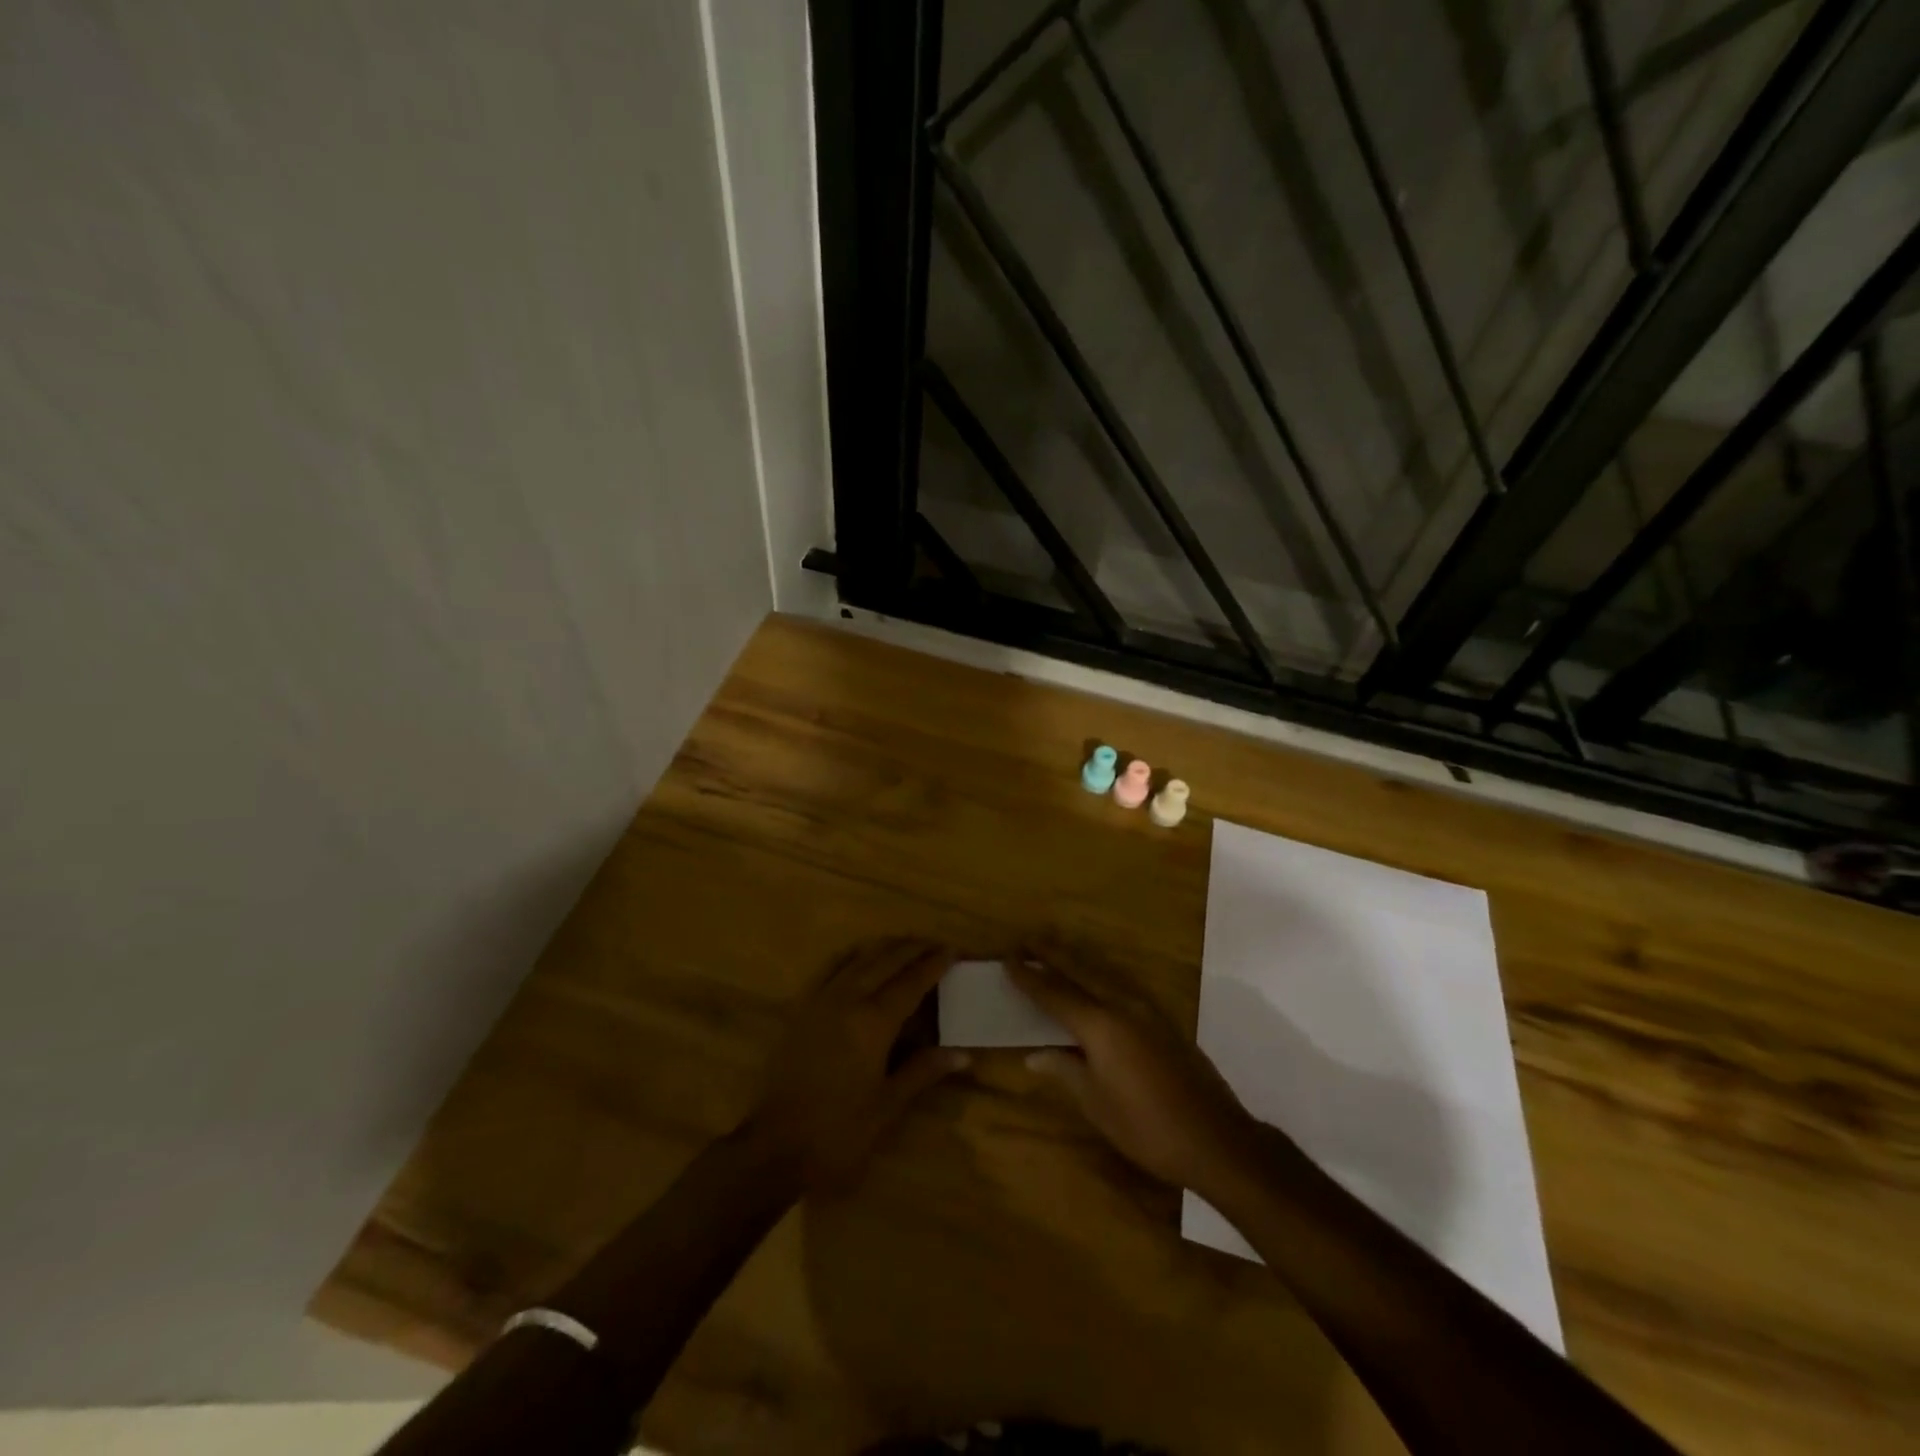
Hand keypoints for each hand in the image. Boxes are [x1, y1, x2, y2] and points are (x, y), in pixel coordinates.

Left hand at [744, 939, 968, 1191]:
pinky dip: (851, 955)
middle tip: (936, 944)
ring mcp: (820, 999)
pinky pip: (829, 967)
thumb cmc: (837, 1132)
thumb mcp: (887, 1106)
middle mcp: (848, 999)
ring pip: (858, 957)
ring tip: (906, 945)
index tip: (954, 950)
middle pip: (886, 960)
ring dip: (885, 947)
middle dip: (914, 948)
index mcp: (874, 1022)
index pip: (912, 981)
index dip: (935, 963)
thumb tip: (964, 1054)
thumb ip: (923, 1070)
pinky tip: (860, 954)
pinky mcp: (800, 1007)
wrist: (773, 1147)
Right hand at [1010, 943, 1255, 1197]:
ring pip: (1104, 974)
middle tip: (1027, 941)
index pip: (1055, 994)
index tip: (1008, 958)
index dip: (1029, 977)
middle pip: (1081, 971)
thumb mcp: (1097, 1105)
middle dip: (1052, 955)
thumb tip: (1033, 1054)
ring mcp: (1148, 1011)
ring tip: (1056, 953)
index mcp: (1101, 1026)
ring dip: (1077, 961)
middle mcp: (1123, 1006)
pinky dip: (1100, 977)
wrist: (1215, 1139)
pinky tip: (1096, 983)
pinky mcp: (1164, 1021)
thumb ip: (1065, 1071)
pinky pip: (1122, 987)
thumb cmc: (1147, 1128)